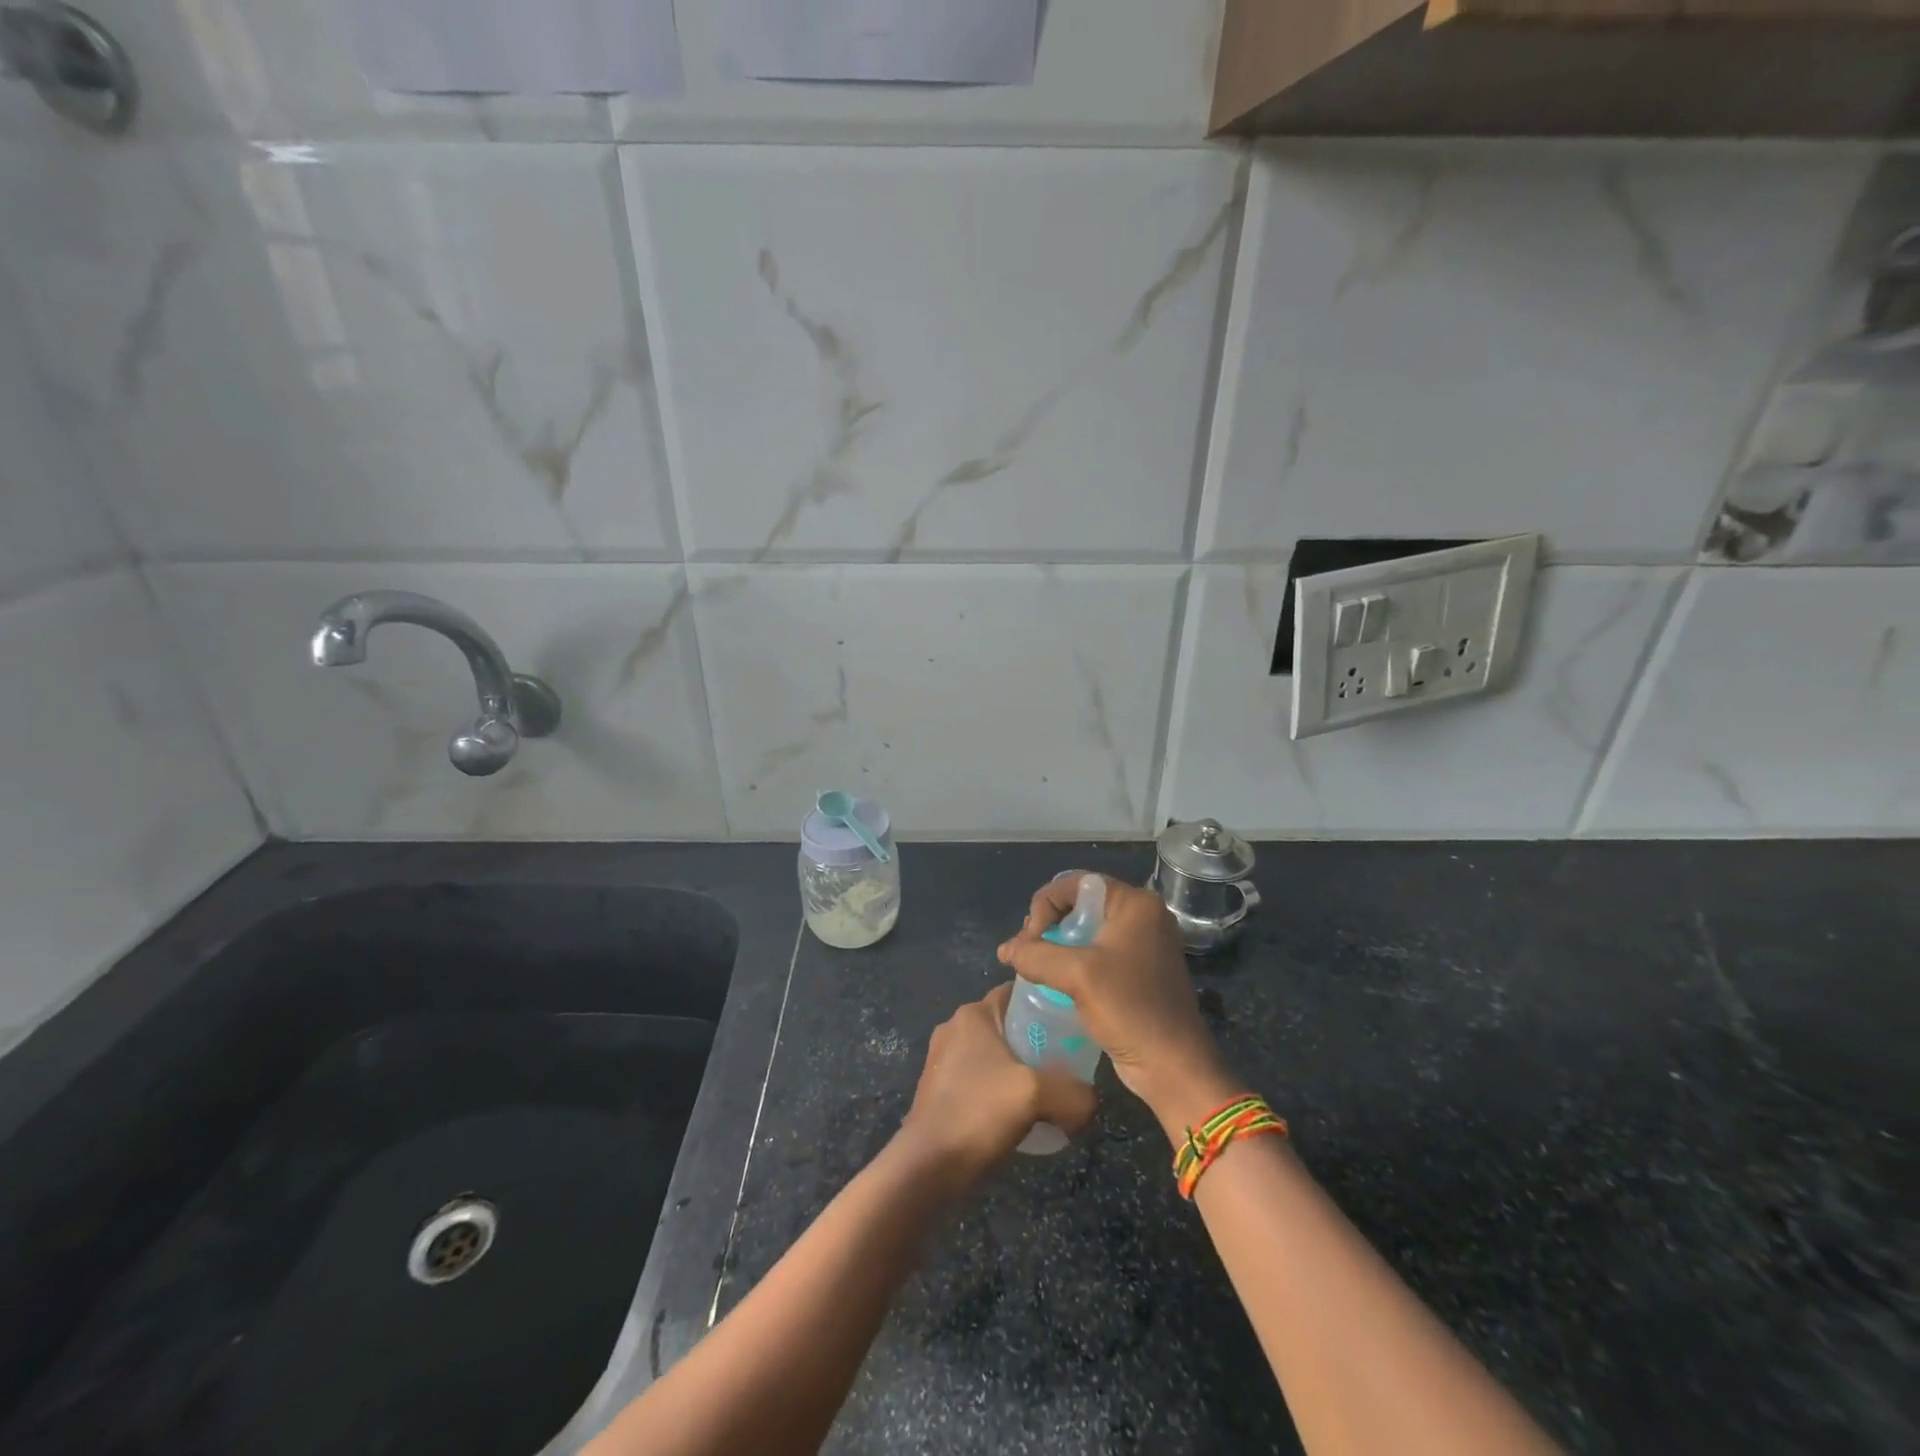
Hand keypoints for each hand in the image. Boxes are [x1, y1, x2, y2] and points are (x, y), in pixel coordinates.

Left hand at [898, 985, 1098, 1190]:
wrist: (928, 1166)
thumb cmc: (979, 1113)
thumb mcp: (1037, 1095)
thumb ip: (1074, 1092)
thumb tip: (1091, 1101)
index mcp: (974, 1015)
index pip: (1017, 993)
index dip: (1047, 1004)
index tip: (1073, 1024)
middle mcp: (955, 1027)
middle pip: (1008, 1024)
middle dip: (1037, 1041)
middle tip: (1068, 1063)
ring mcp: (943, 1059)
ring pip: (994, 1053)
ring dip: (1019, 1069)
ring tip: (1048, 1093)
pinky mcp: (939, 1088)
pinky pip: (981, 1078)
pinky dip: (1001, 1089)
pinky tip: (1019, 1114)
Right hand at [997, 874, 1235, 1140]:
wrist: (1173, 1067)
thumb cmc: (1130, 1009)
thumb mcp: (1078, 975)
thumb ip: (1036, 955)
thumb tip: (1007, 951)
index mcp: (1135, 904)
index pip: (1076, 884)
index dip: (1046, 905)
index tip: (1031, 939)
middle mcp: (1142, 916)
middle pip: (1080, 904)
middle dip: (1047, 925)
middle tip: (1027, 954)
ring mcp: (1142, 944)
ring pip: (1086, 930)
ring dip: (1055, 945)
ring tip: (1032, 967)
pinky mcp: (1138, 971)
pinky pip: (1096, 953)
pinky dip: (1071, 962)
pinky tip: (1051, 980)